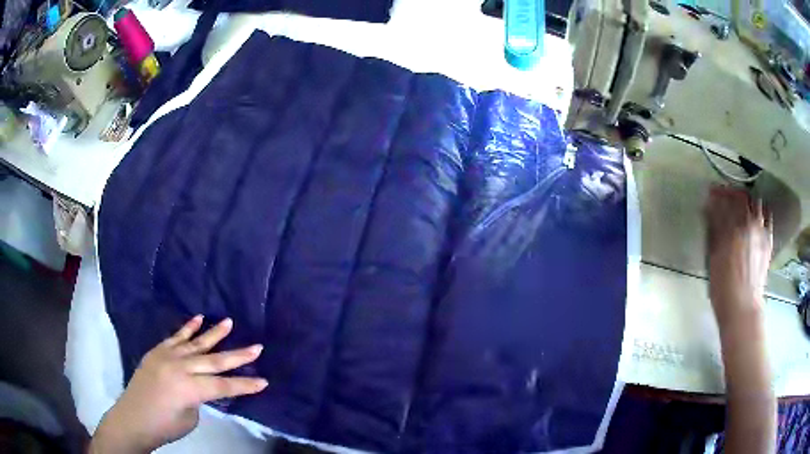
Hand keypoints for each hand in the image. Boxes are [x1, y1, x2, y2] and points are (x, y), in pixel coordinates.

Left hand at [90, 316, 267, 452]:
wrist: (133, 418)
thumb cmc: (165, 425)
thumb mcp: (190, 417)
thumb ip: (199, 397)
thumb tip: (202, 384)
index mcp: (190, 388)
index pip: (224, 386)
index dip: (245, 385)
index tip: (264, 381)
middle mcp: (180, 367)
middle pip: (214, 361)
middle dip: (238, 356)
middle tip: (257, 346)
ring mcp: (167, 356)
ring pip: (195, 343)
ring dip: (214, 333)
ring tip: (229, 322)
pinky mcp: (157, 351)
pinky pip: (175, 337)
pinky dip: (188, 328)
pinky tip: (198, 318)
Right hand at [705, 186, 772, 326]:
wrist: (743, 308)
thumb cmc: (723, 288)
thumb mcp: (713, 259)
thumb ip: (713, 231)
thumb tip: (709, 211)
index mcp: (733, 228)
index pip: (724, 201)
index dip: (716, 193)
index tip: (710, 192)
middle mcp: (749, 223)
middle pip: (741, 197)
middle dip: (732, 193)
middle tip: (725, 195)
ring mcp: (761, 231)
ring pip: (756, 203)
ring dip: (747, 200)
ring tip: (741, 205)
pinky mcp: (768, 240)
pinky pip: (767, 217)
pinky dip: (761, 212)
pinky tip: (757, 215)